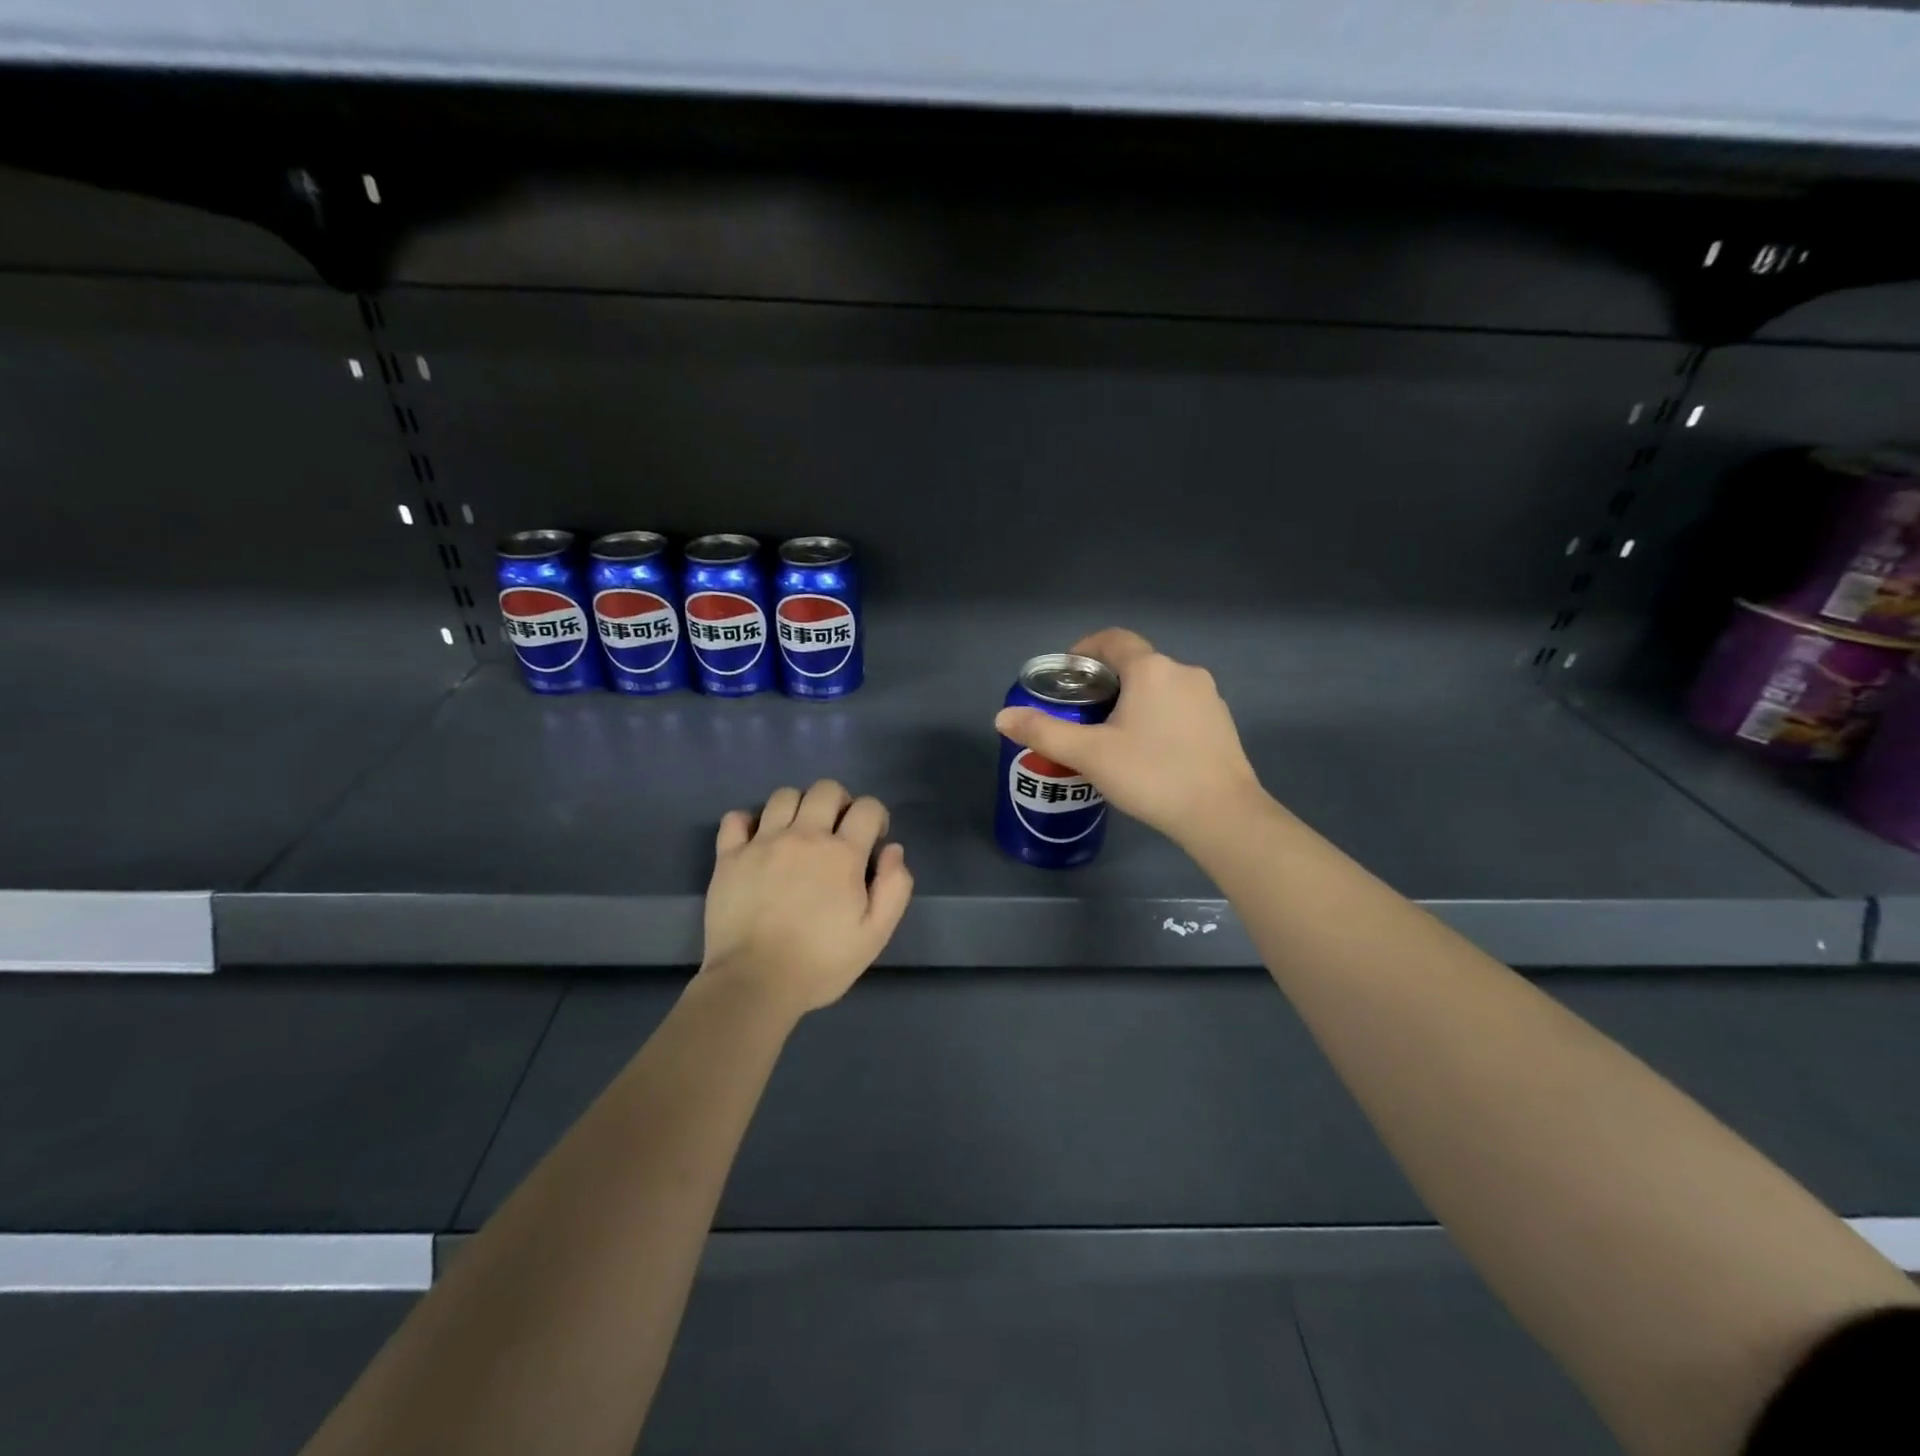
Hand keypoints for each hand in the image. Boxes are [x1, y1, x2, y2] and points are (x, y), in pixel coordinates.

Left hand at [698, 780, 912, 1015]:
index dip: (876, 816)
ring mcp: (763, 842)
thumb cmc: (820, 963)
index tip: (872, 838)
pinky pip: (736, 817)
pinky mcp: (729, 856)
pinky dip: (748, 822)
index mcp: (842, 853)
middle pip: (825, 789)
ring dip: (797, 807)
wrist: (754, 983)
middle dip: (839, 802)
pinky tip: (756, 841)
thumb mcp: (874, 935)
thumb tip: (893, 850)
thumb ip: (894, 888)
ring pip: (783, 796)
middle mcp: (804, 836)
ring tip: (797, 833)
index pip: (868, 807)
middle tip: (836, 831)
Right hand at [994, 628, 1264, 847]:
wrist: (1222, 814)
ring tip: (1111, 735)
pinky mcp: (1221, 723)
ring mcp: (1208, 697)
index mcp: (1151, 669)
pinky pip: (1180, 707)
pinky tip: (1148, 751)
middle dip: (1105, 681)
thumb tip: (1002, 717)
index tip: (1066, 673)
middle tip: (1081, 712)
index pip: (1113, 639)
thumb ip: (1044, 732)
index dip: (1085, 648)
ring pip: (1159, 687)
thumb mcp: (1089, 755)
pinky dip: (1158, 716)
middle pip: (1136, 663)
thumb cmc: (1152, 775)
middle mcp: (1183, 672)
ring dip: (1133, 699)